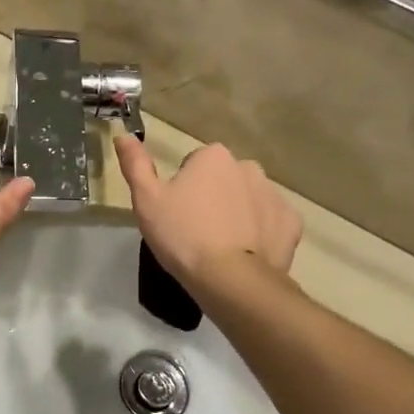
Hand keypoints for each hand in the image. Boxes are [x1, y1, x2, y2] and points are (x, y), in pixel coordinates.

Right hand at [113, 135, 301, 290]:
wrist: (230, 279)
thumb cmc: (182, 235)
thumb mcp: (146, 200)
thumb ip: (135, 164)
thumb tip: (123, 135)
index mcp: (213, 156)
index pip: (194, 165)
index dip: (182, 189)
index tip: (177, 213)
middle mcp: (248, 167)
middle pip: (224, 179)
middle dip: (213, 197)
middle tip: (196, 230)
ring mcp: (274, 194)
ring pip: (249, 199)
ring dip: (237, 213)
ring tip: (221, 245)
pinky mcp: (291, 223)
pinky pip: (271, 222)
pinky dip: (261, 233)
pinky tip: (246, 253)